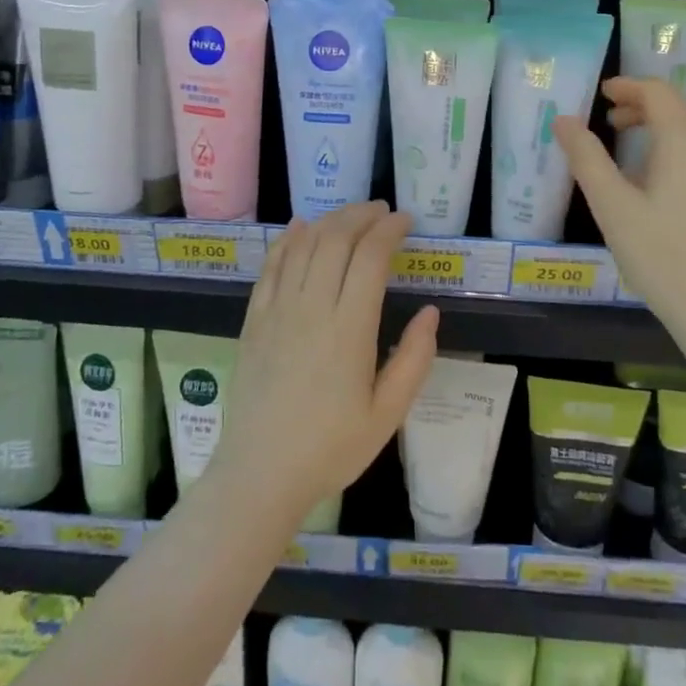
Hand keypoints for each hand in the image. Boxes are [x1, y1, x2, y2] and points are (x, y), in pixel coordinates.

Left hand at [212, 201, 438, 523]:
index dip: (389, 229)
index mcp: (349, 329)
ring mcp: (278, 310)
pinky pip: (272, 265)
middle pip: (336, 239)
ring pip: (304, 245)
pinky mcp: (254, 319)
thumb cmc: (330, 448)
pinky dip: (288, 239)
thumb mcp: (387, 415)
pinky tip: (300, 228)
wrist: (260, 473)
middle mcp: (312, 308)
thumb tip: (430, 313)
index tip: (405, 221)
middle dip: (361, 215)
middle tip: (381, 212)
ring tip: (351, 216)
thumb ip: (414, 360)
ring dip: (330, 221)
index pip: (370, 257)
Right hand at [555, 77, 685, 344]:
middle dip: (643, 104)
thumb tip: (564, 119)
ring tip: (626, 147)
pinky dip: (676, 147)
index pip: (659, 92)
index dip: (628, 86)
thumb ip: (586, 157)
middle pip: (680, 106)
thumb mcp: (612, 206)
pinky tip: (655, 180)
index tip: (600, 93)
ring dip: (660, 125)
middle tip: (608, 119)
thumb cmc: (663, 256)